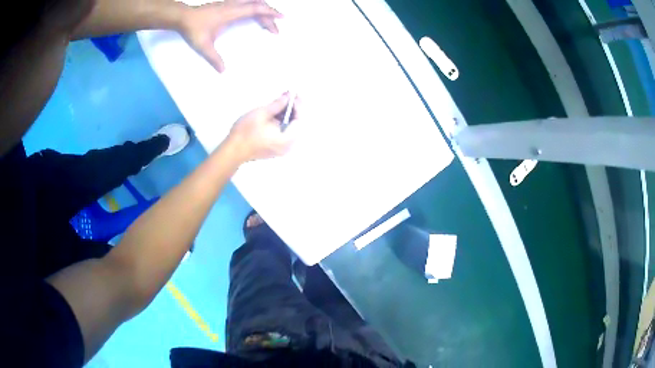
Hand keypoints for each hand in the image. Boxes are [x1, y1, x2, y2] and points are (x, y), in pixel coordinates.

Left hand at [179, 1, 281, 71]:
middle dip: (270, 15)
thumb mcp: (203, 46)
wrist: (182, 17)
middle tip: (276, 28)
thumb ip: (214, 58)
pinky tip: (254, 15)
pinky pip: (246, 2)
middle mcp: (234, 5)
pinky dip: (255, 8)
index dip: (271, 13)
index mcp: (232, 13)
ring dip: (263, 10)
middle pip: (259, 5)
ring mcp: (231, 3)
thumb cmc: (193, 29)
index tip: (282, 18)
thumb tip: (223, 71)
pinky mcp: (227, 3)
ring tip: (268, 21)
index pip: (256, 9)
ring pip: (253, 2)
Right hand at [226, 93, 300, 162]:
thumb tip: (288, 97)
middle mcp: (288, 146)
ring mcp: (282, 149)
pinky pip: (283, 132)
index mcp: (287, 139)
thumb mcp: (262, 113)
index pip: (300, 119)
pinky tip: (276, 112)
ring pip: (289, 127)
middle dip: (293, 108)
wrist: (232, 151)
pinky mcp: (275, 148)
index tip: (294, 94)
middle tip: (289, 95)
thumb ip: (278, 104)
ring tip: (281, 100)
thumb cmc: (245, 133)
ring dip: (286, 114)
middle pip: (296, 124)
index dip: (298, 105)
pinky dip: (281, 121)